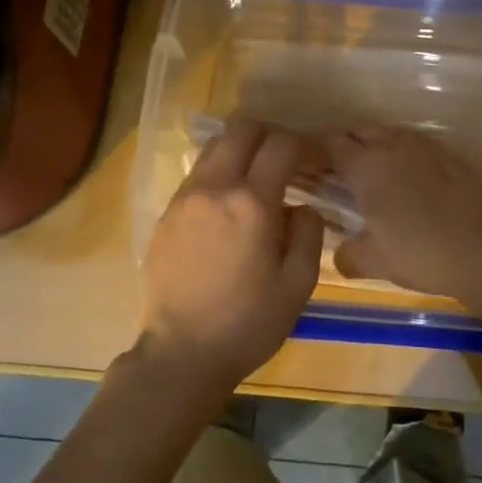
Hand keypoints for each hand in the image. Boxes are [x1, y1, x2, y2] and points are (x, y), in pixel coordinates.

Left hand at [138, 120, 323, 396]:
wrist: (182, 352)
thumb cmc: (248, 323)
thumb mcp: (298, 285)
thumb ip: (308, 234)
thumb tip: (302, 207)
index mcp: (251, 203)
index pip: (281, 145)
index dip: (304, 145)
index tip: (315, 162)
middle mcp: (214, 188)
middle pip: (241, 130)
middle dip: (269, 135)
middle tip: (286, 161)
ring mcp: (184, 198)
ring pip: (215, 148)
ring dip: (241, 152)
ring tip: (257, 181)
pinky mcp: (166, 214)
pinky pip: (197, 175)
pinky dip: (219, 174)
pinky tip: (228, 207)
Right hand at [324, 127, 481, 301]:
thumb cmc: (420, 253)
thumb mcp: (373, 262)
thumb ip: (348, 255)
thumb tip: (340, 254)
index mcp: (366, 166)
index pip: (331, 142)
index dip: (318, 150)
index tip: (312, 165)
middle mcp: (392, 146)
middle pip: (360, 130)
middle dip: (347, 143)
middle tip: (340, 170)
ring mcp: (425, 146)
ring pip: (390, 133)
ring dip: (377, 144)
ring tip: (375, 171)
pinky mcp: (451, 155)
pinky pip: (417, 145)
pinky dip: (405, 154)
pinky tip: (410, 177)